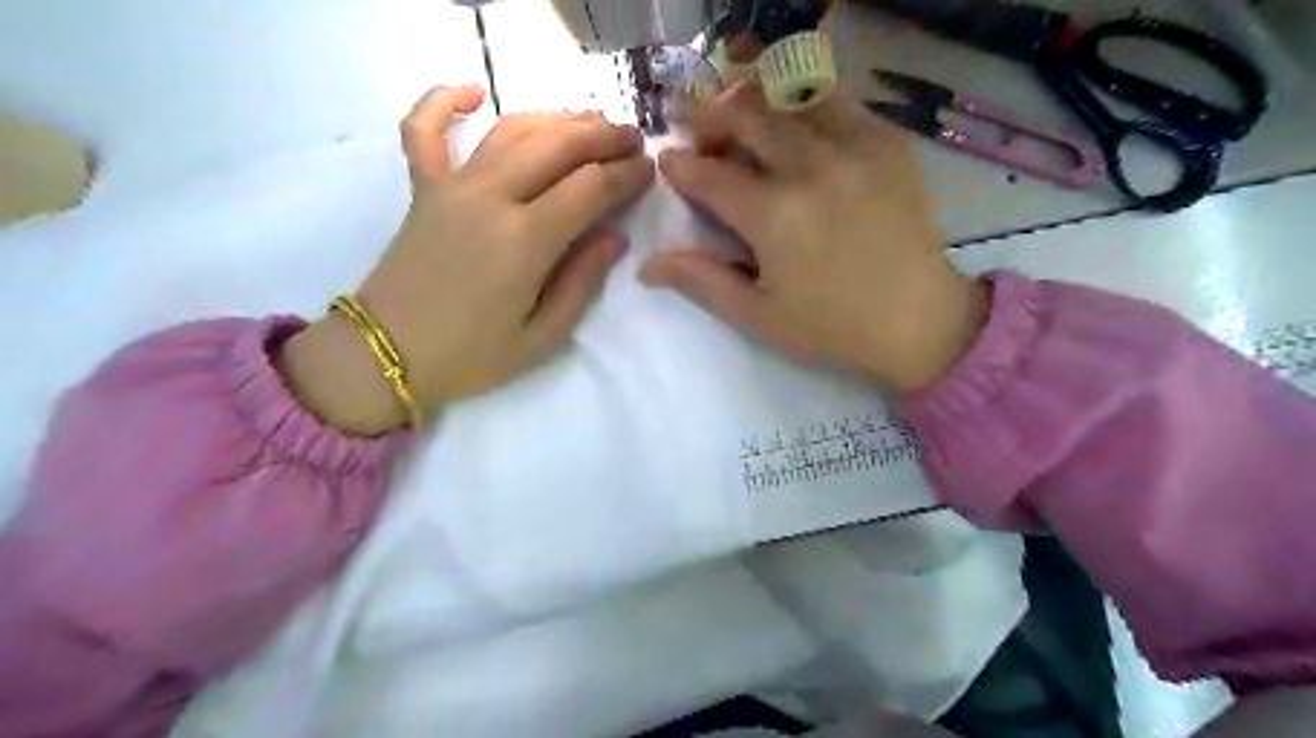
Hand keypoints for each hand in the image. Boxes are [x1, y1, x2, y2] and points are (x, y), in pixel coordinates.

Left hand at [289, 86, 658, 434]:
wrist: (387, 354)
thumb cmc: (471, 355)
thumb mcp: (543, 337)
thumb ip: (582, 282)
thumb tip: (615, 237)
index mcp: (526, 240)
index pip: (590, 188)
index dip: (627, 175)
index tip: (650, 170)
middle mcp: (491, 197)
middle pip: (557, 146)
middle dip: (603, 136)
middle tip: (632, 138)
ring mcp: (451, 186)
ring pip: (512, 130)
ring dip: (556, 118)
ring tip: (588, 121)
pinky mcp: (422, 188)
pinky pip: (425, 130)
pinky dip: (445, 101)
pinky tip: (472, 90)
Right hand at [638, 80, 985, 390]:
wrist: (921, 322)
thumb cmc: (833, 327)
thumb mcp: (760, 316)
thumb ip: (702, 282)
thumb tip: (647, 265)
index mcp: (775, 216)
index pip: (709, 174)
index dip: (679, 166)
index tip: (668, 162)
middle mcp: (812, 168)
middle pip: (745, 116)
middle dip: (711, 118)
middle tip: (703, 137)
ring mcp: (855, 148)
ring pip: (790, 96)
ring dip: (756, 101)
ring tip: (746, 122)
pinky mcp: (888, 143)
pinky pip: (838, 101)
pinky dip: (805, 104)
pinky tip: (797, 128)